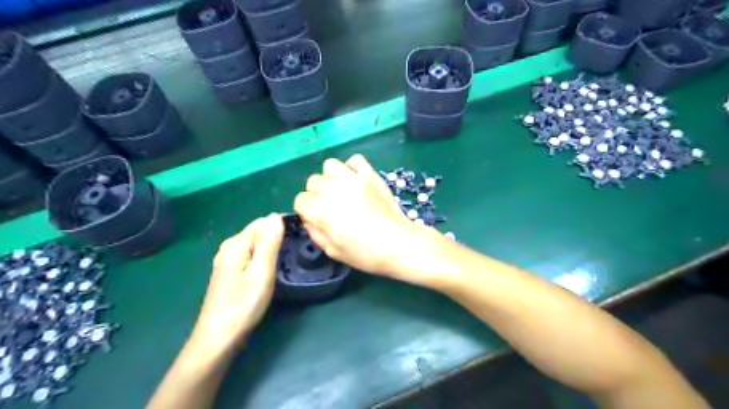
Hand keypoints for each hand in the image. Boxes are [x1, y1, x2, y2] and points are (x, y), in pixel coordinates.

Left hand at [188, 216, 283, 358]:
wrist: (219, 338)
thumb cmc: (243, 305)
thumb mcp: (261, 271)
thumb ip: (269, 242)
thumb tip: (276, 215)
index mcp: (236, 243)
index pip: (264, 222)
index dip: (283, 227)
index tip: (300, 239)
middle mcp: (230, 247)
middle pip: (259, 232)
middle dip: (278, 237)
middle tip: (296, 252)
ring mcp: (229, 260)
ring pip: (257, 244)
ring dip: (273, 248)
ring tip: (289, 260)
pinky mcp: (231, 272)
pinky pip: (252, 255)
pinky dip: (265, 257)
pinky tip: (273, 269)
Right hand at [291, 156, 415, 276]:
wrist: (399, 245)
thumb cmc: (364, 254)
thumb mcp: (332, 251)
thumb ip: (315, 232)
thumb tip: (309, 218)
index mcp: (321, 210)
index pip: (300, 200)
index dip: (306, 211)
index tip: (316, 219)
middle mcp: (334, 189)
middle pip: (312, 181)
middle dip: (316, 194)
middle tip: (330, 207)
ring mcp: (354, 179)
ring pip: (330, 165)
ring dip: (331, 178)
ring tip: (341, 191)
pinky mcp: (371, 175)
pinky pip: (355, 160)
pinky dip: (351, 167)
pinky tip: (355, 181)